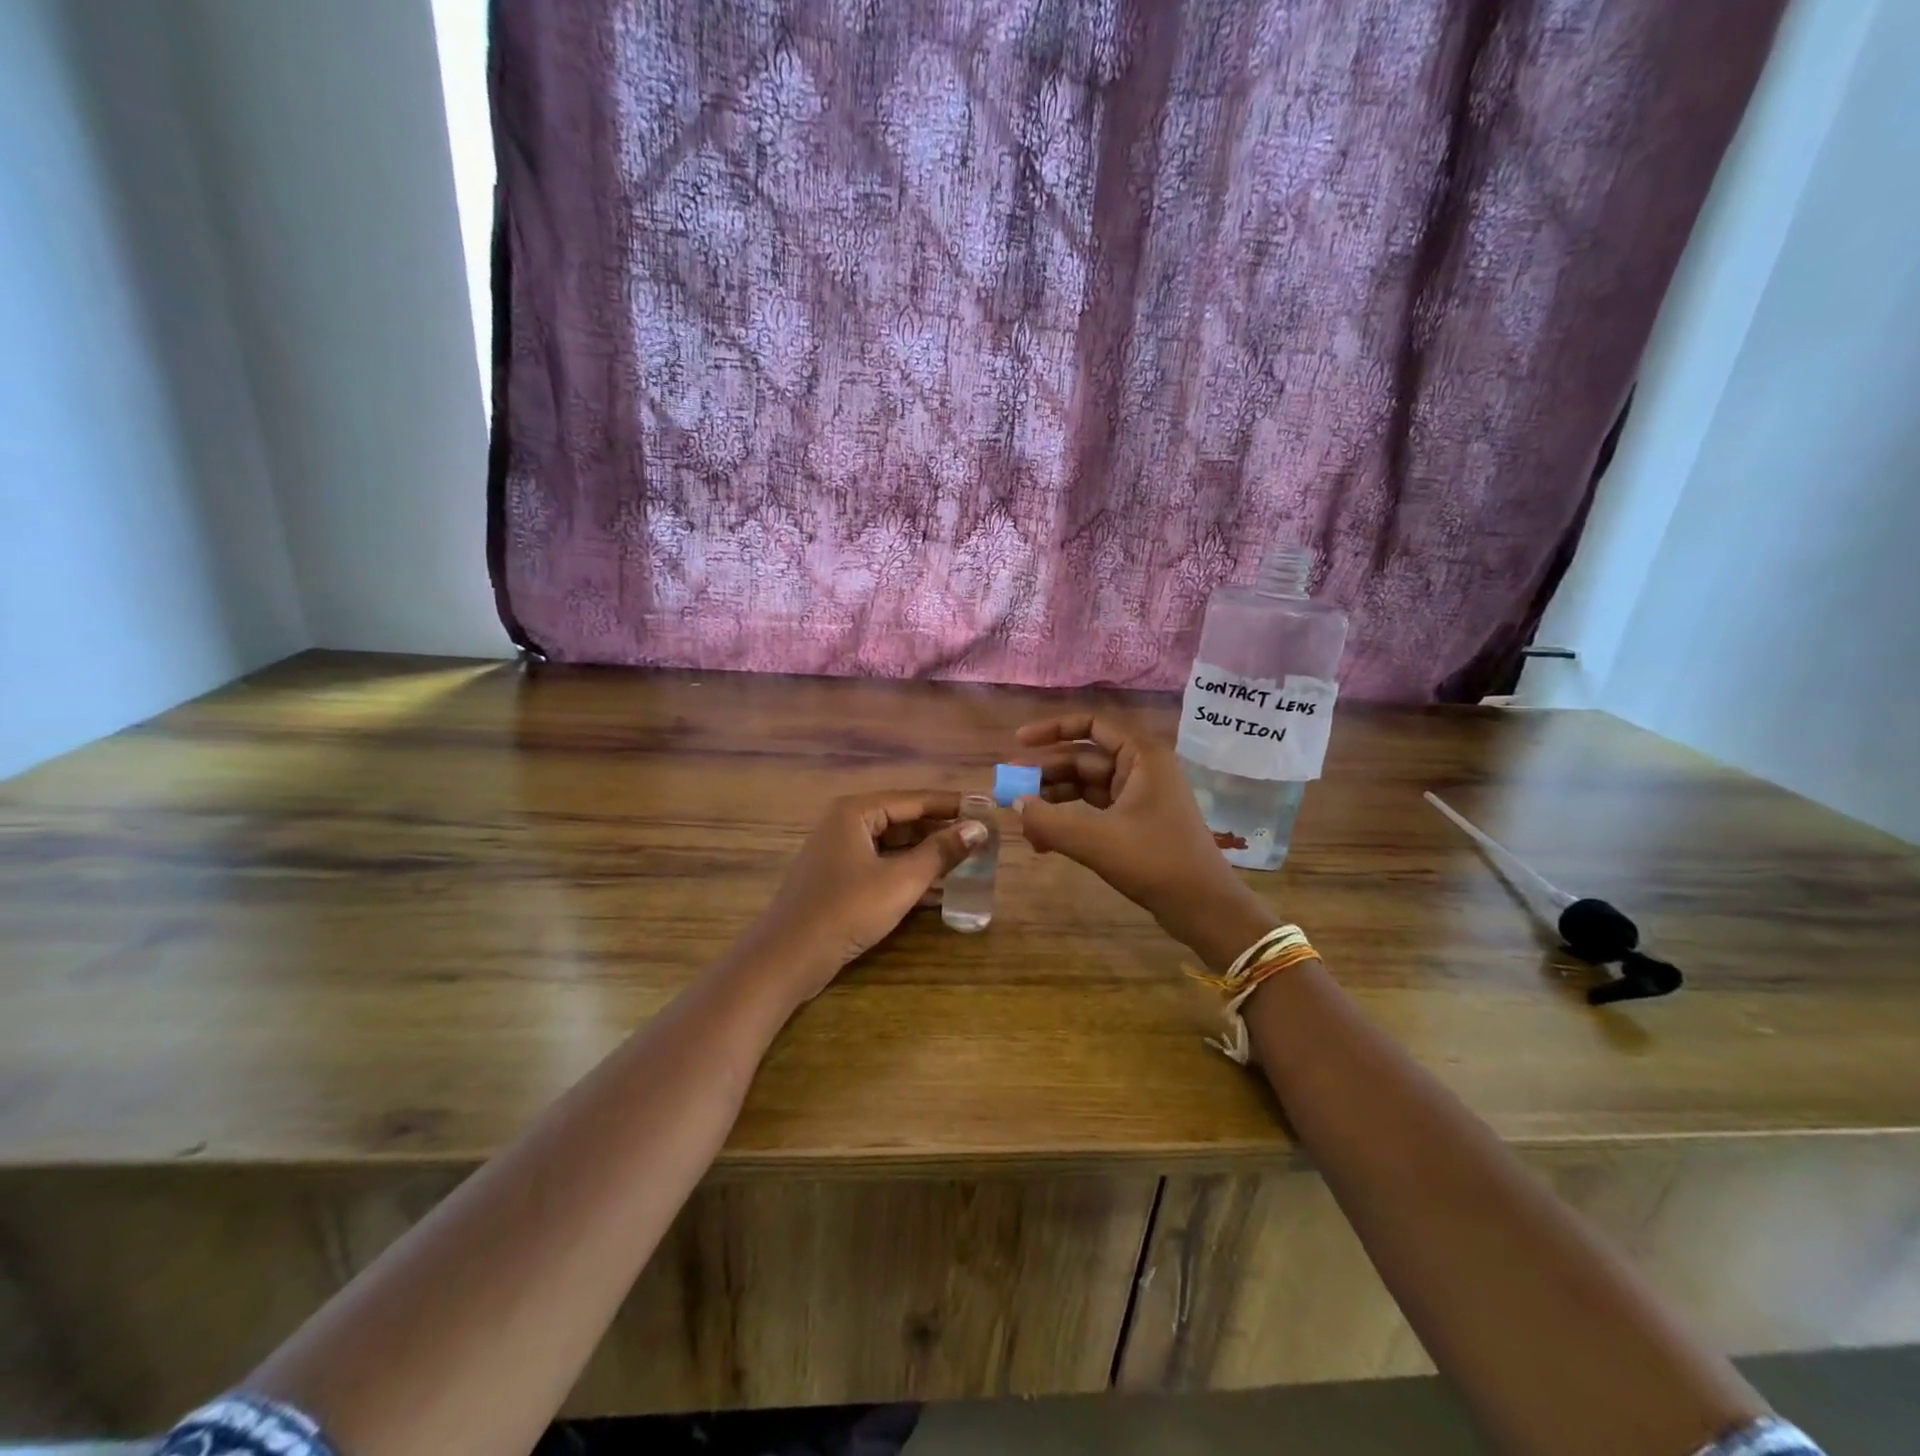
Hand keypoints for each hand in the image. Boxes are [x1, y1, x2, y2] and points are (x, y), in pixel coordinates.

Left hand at [742, 790, 988, 1002]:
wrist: (788, 957)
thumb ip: (941, 852)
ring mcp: (839, 853)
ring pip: (893, 846)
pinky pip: (882, 867)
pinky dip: (908, 874)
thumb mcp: (901, 881)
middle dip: (941, 832)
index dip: (952, 805)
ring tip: (968, 864)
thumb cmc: (847, 909)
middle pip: (904, 820)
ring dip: (928, 856)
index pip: (914, 799)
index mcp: (856, 812)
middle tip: (981, 841)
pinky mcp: (838, 880)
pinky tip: (939, 891)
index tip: (986, 810)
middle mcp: (846, 824)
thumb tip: (979, 828)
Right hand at [1013, 714, 1276, 969]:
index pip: (1090, 726)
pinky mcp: (1137, 823)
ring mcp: (1140, 797)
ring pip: (1086, 788)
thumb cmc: (1155, 861)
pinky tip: (1044, 841)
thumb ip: (1049, 820)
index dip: (1052, 730)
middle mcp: (1141, 769)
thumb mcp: (1095, 840)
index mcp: (1141, 756)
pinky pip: (1094, 811)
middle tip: (1009, 792)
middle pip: (1083, 759)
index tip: (1018, 742)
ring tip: (1023, 823)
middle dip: (1046, 775)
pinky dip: (1069, 821)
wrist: (1203, 907)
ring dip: (1054, 801)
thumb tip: (1015, 804)